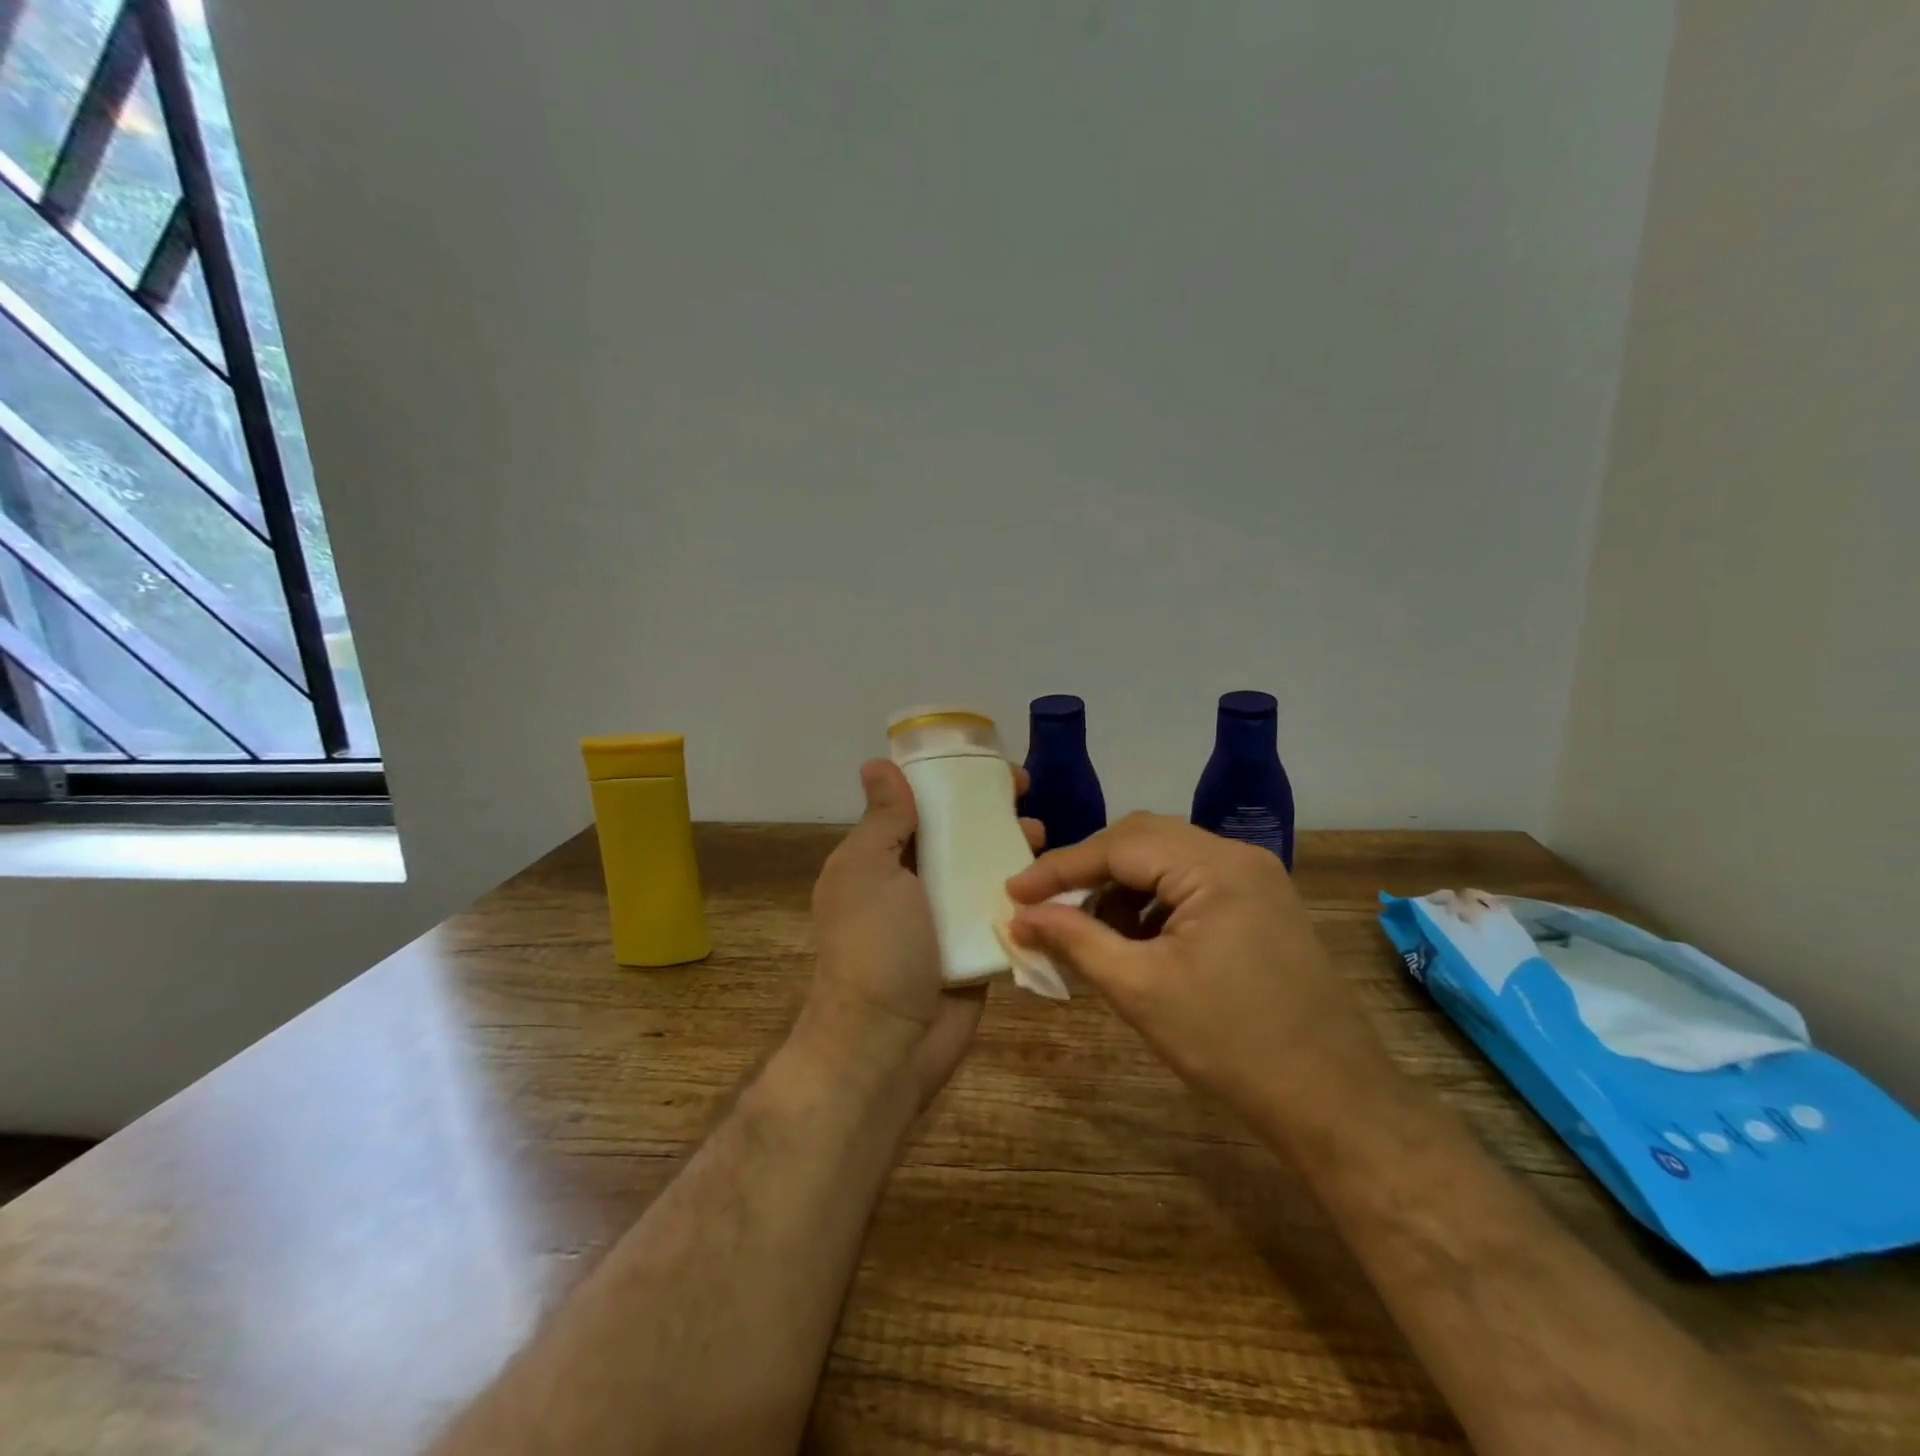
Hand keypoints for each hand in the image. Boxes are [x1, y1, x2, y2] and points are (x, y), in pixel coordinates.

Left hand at [804, 759, 1041, 1108]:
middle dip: (990, 811)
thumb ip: (884, 819)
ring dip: (1011, 846)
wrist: (888, 1045)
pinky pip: (1000, 908)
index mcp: (878, 859)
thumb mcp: (870, 870)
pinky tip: (1054, 878)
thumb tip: (876, 764)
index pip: (917, 804)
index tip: (989, 768)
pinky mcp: (975, 946)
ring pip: (982, 868)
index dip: (951, 780)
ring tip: (1040, 835)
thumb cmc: (875, 947)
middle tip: (1027, 797)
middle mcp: (910, 882)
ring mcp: (944, 916)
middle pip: (956, 833)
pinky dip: (1024, 891)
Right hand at [1005, 814, 1393, 1142]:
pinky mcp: (1262, 907)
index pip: (1118, 845)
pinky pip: (1191, 885)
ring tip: (1086, 930)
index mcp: (1214, 866)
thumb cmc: (1231, 1045)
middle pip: (1142, 841)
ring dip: (1119, 888)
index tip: (1012, 892)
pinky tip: (1133, 940)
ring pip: (1166, 861)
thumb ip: (1075, 940)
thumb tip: (1020, 915)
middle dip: (1088, 872)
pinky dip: (1151, 904)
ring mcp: (1257, 880)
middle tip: (1043, 905)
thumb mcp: (1140, 990)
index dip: (1059, 868)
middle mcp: (1238, 857)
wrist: (1335, 1104)